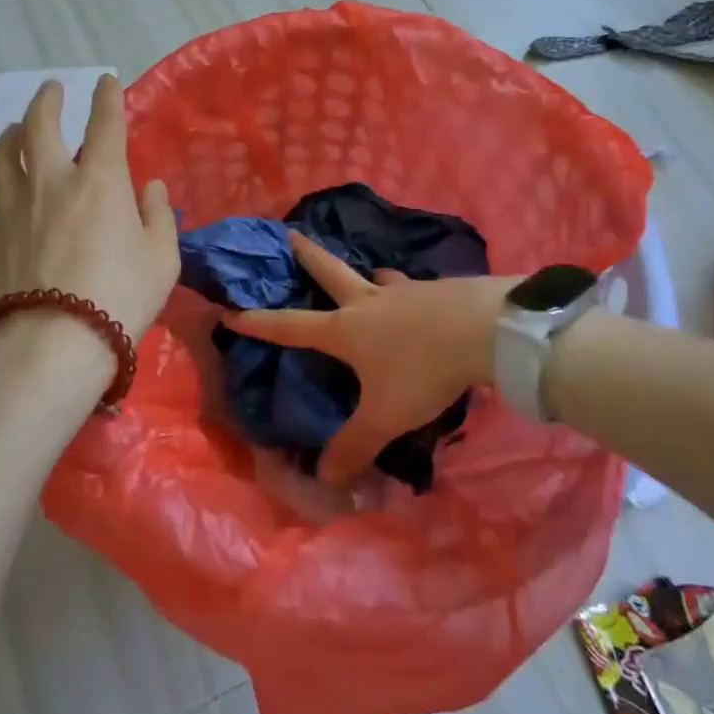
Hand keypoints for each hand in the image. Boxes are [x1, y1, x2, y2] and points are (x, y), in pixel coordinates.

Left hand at [0, 75, 178, 355]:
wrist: (57, 344)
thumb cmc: (121, 297)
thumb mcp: (162, 257)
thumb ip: (158, 216)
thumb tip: (150, 188)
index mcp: (99, 181)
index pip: (105, 125)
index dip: (107, 98)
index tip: (105, 81)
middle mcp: (50, 183)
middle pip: (39, 128)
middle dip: (46, 103)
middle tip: (50, 90)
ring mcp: (11, 212)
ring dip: (5, 138)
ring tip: (11, 129)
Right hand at [222, 234, 515, 484]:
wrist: (482, 328)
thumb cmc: (422, 369)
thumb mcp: (385, 416)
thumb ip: (355, 446)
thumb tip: (324, 479)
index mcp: (345, 330)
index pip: (291, 326)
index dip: (259, 322)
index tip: (230, 310)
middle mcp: (368, 303)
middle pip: (330, 273)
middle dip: (308, 256)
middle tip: (292, 234)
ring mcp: (404, 291)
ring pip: (376, 278)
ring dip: (367, 275)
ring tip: (370, 273)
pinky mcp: (436, 290)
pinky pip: (412, 288)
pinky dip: (407, 290)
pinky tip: (419, 296)